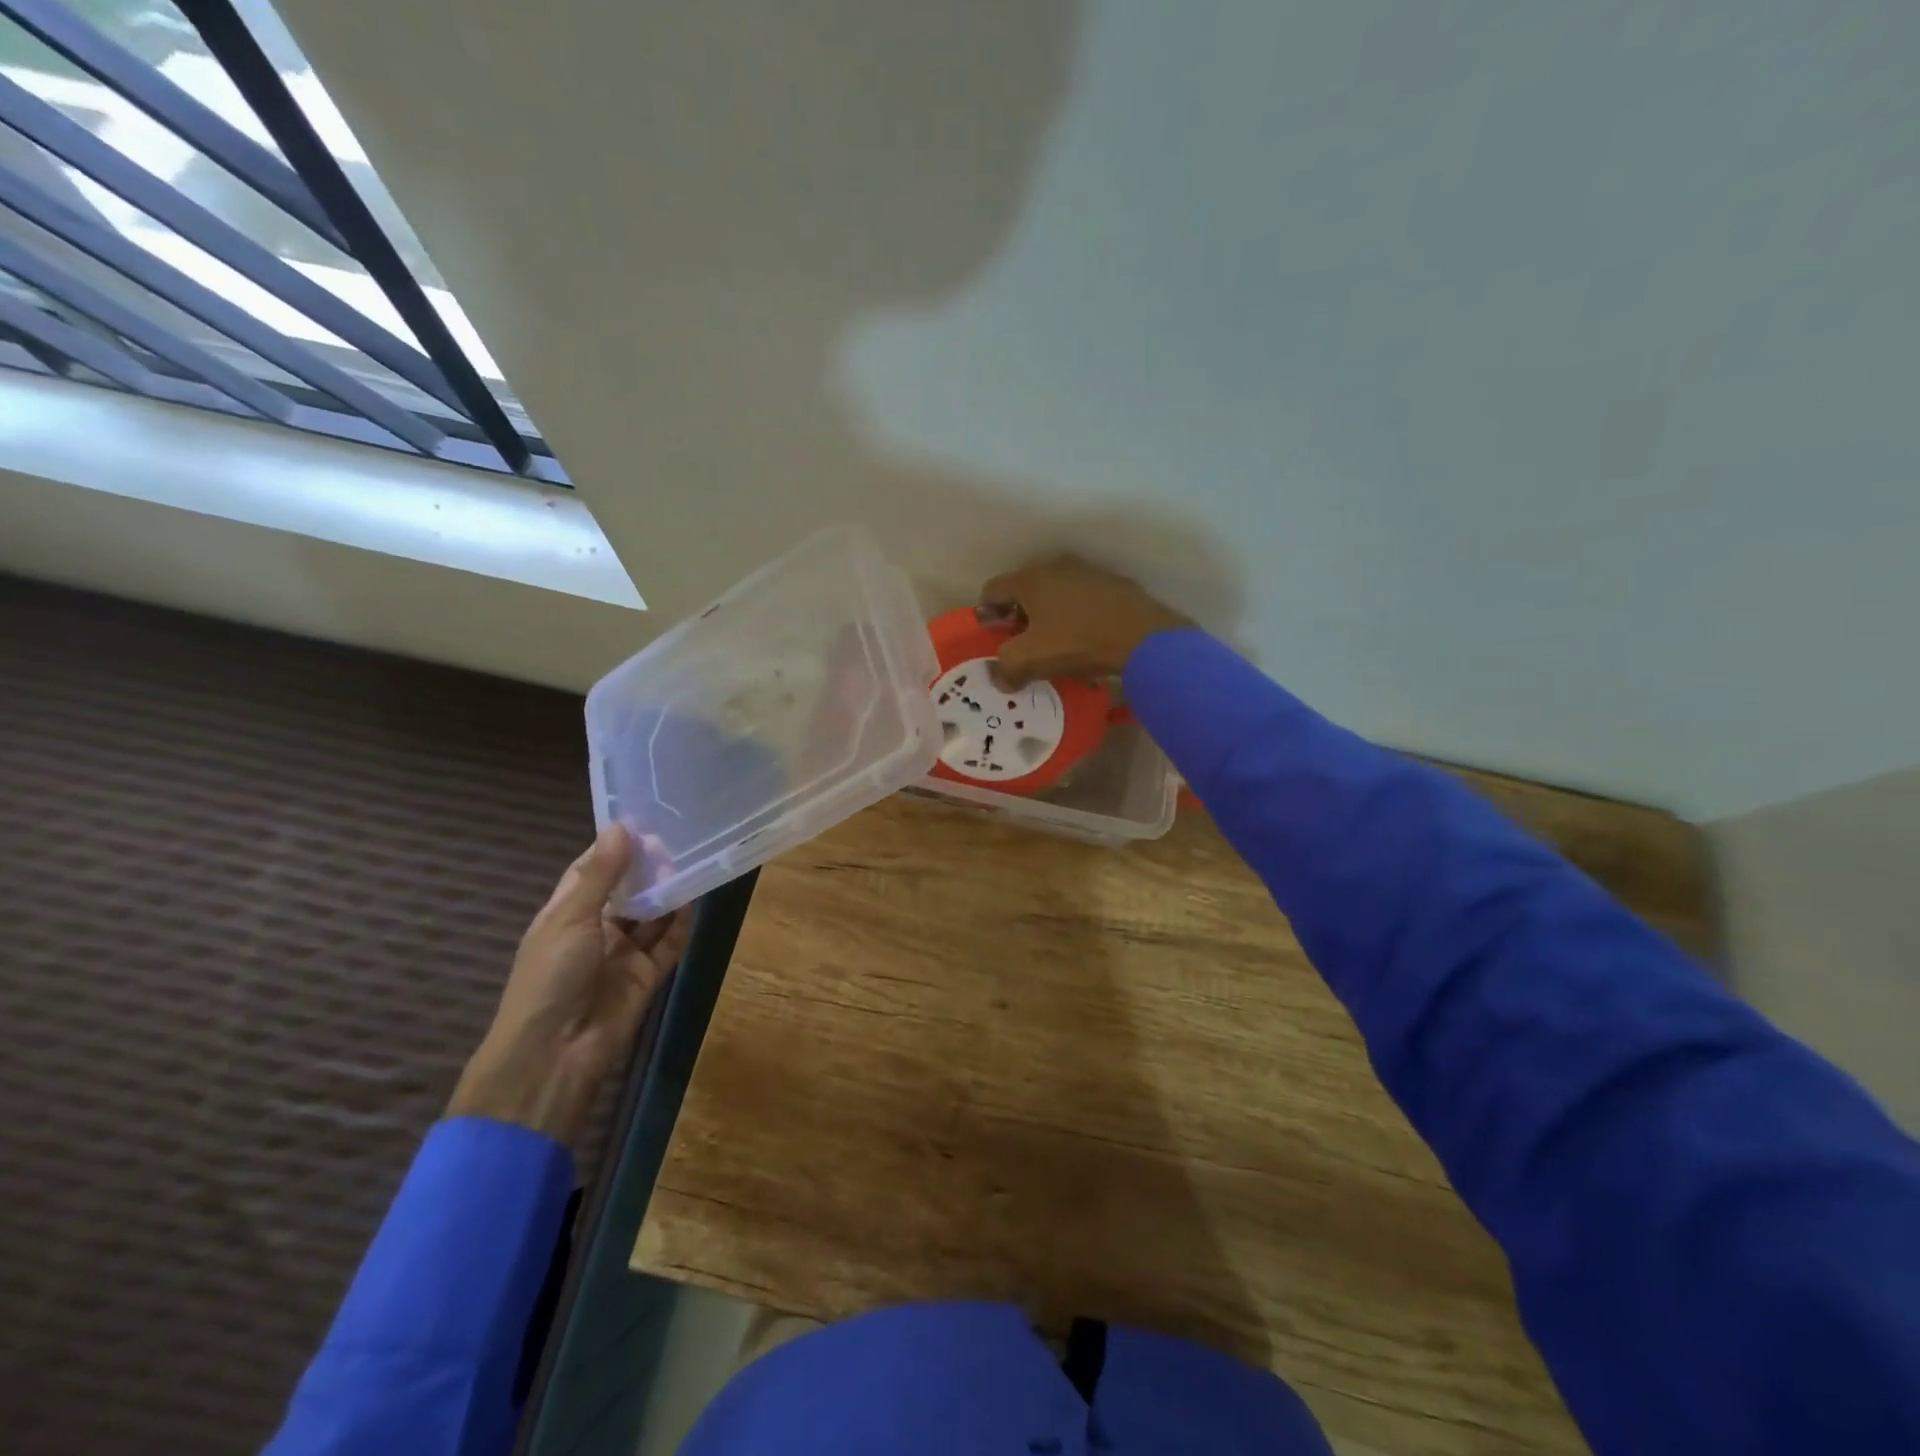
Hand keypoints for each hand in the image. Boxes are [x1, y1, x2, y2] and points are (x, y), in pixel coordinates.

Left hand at [448, 825, 689, 1146]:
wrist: (554, 1053)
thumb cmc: (549, 978)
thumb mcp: (570, 918)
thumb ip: (600, 875)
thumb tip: (622, 828)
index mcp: (566, 914)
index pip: (592, 871)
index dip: (615, 848)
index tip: (644, 821)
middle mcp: (596, 930)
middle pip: (628, 891)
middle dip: (649, 868)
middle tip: (679, 840)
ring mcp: (623, 954)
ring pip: (651, 915)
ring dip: (668, 893)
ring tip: (693, 862)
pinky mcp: (648, 976)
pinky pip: (669, 943)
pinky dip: (681, 924)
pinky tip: (695, 899)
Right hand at [979, 557, 1191, 687]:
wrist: (1143, 637)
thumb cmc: (1078, 643)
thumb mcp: (1031, 660)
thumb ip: (1006, 667)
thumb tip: (1000, 676)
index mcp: (1029, 579)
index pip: (992, 591)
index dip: (987, 616)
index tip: (995, 640)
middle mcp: (1056, 567)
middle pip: (1024, 591)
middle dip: (1018, 618)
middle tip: (1023, 646)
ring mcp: (1088, 573)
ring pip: (1055, 595)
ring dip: (1049, 617)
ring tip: (1056, 647)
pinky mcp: (1114, 586)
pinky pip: (1083, 601)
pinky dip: (1076, 618)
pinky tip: (1086, 641)